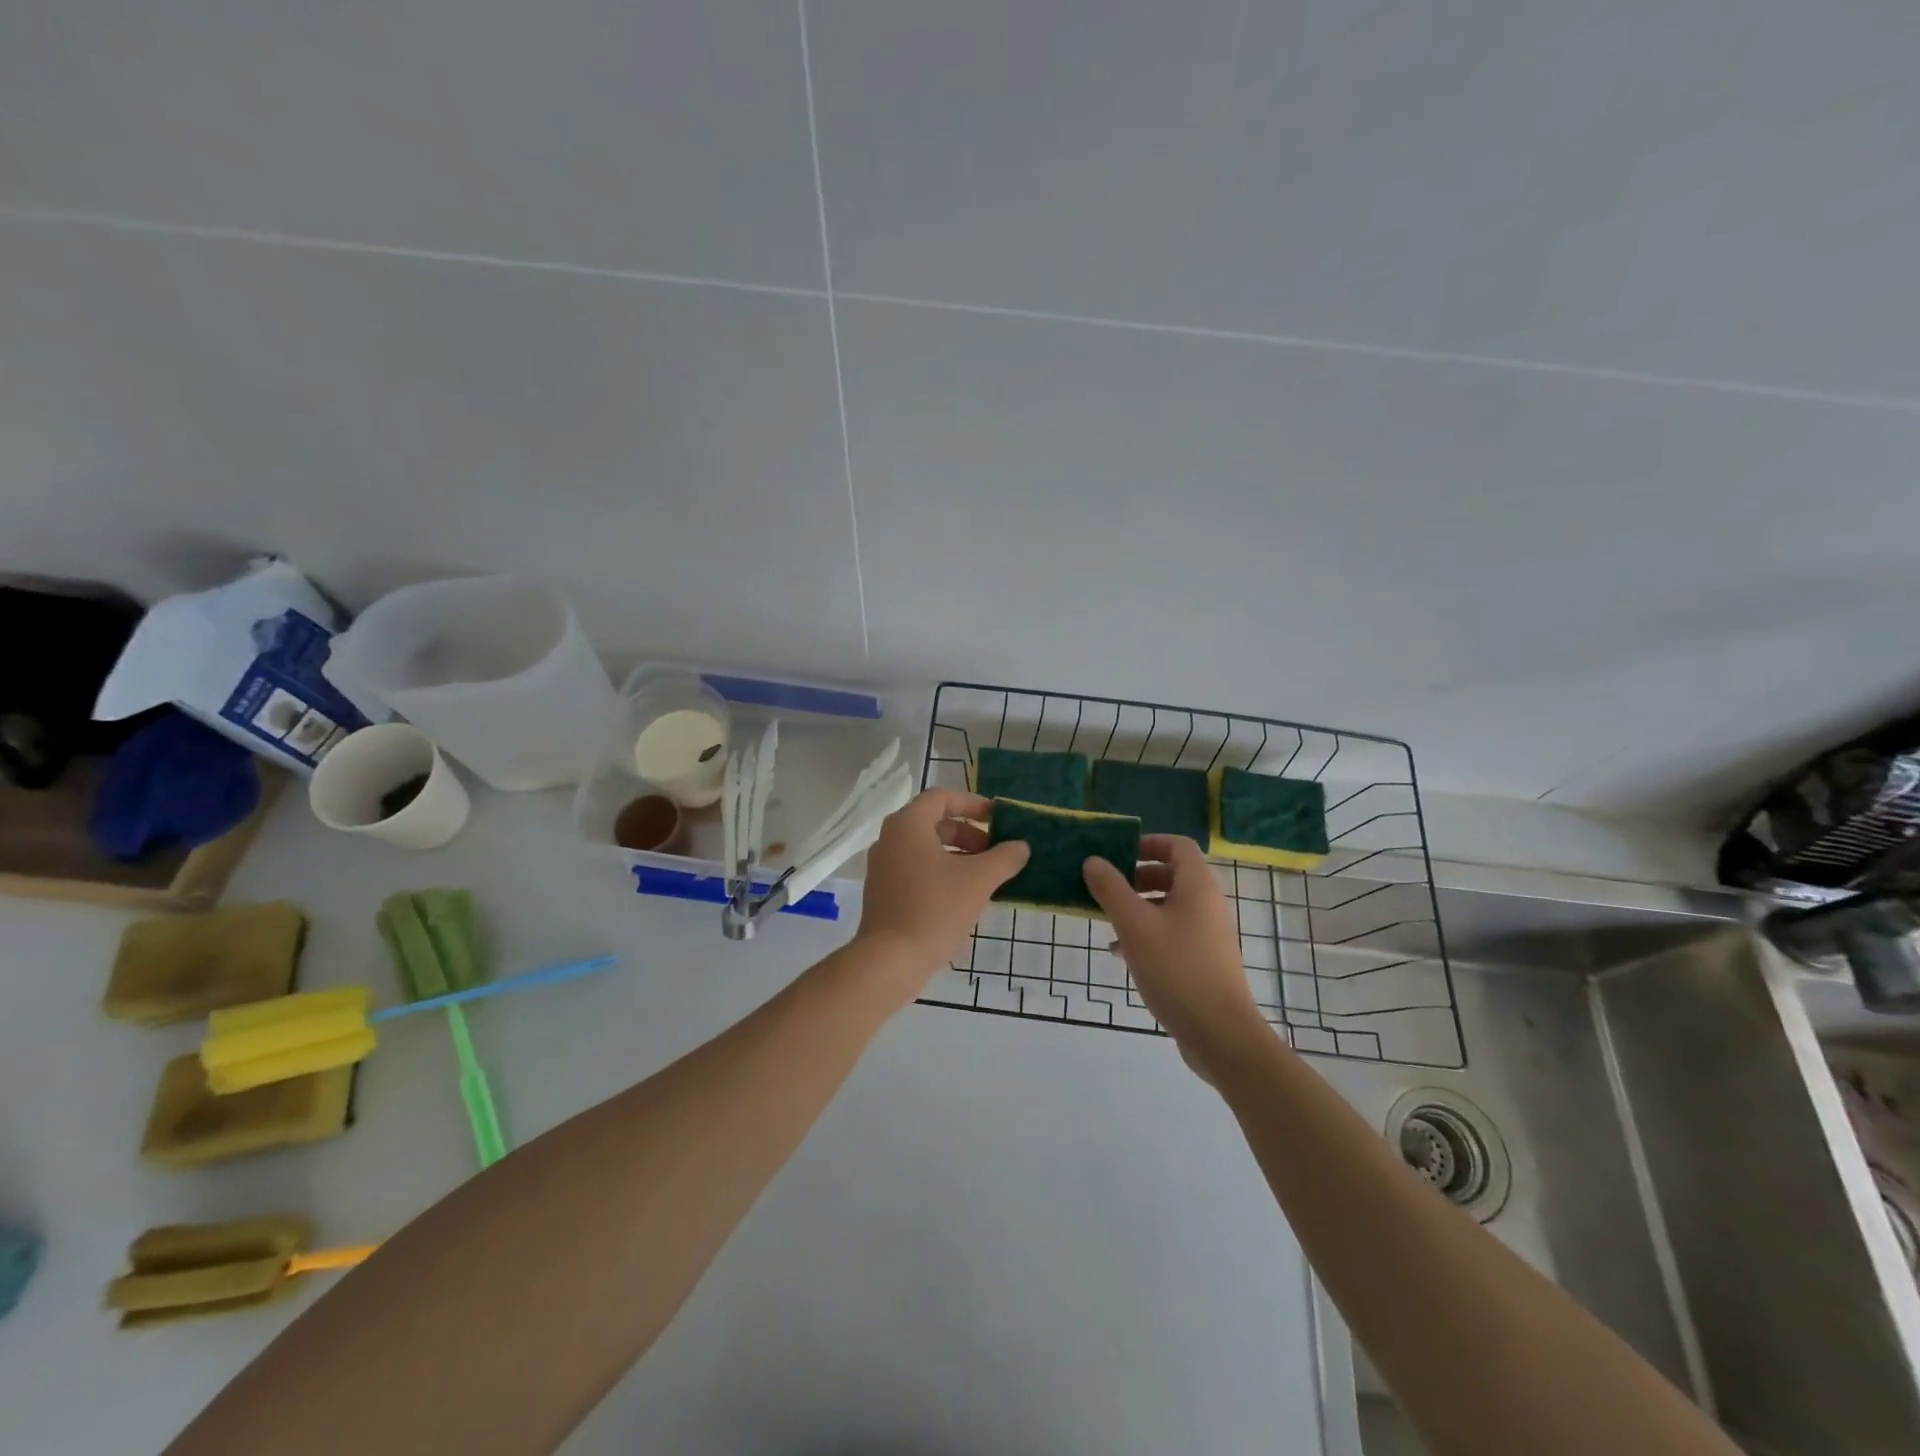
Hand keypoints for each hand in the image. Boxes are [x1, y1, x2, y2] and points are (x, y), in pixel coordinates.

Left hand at [855, 789, 1029, 992]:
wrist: (890, 960)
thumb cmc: (935, 909)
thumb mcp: (978, 881)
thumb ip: (1004, 858)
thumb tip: (1021, 846)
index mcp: (908, 825)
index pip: (942, 797)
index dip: (973, 803)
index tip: (998, 819)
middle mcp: (890, 838)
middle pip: (934, 822)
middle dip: (968, 833)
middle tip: (994, 852)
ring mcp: (882, 866)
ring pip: (925, 848)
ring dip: (957, 854)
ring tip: (984, 876)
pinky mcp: (882, 891)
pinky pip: (915, 868)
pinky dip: (940, 872)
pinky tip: (962, 896)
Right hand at [1084, 836, 1269, 1076]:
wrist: (1219, 1033)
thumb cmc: (1176, 969)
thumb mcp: (1134, 925)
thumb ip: (1111, 889)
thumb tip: (1093, 860)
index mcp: (1197, 886)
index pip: (1177, 845)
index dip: (1148, 842)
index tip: (1117, 853)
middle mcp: (1207, 904)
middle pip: (1172, 874)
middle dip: (1137, 877)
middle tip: (1107, 887)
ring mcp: (1208, 934)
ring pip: (1169, 906)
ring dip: (1138, 907)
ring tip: (1107, 921)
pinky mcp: (1204, 960)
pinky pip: (1172, 933)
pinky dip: (1147, 933)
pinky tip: (1122, 953)